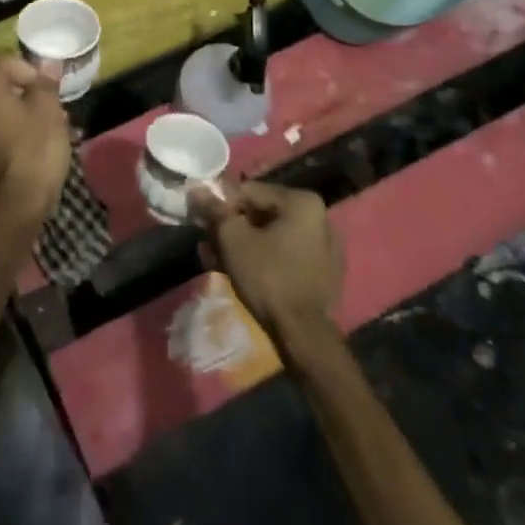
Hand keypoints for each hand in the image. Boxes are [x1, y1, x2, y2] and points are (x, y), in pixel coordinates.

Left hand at [0, 56, 71, 228]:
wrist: (15, 207)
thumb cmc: (34, 149)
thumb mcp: (49, 109)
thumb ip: (45, 82)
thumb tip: (47, 63)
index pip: (5, 61)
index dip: (31, 70)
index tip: (50, 88)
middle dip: (28, 93)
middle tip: (53, 107)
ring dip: (22, 113)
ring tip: (50, 128)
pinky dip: (11, 133)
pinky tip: (33, 147)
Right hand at [207, 182, 341, 341]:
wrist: (304, 335)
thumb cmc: (268, 277)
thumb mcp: (233, 239)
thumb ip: (215, 210)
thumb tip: (197, 188)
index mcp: (302, 202)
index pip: (250, 191)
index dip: (221, 204)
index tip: (203, 221)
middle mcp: (320, 217)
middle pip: (263, 213)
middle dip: (233, 226)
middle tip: (209, 242)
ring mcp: (326, 246)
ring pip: (274, 235)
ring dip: (245, 243)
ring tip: (218, 259)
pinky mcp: (326, 272)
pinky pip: (288, 253)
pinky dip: (265, 257)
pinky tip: (243, 272)